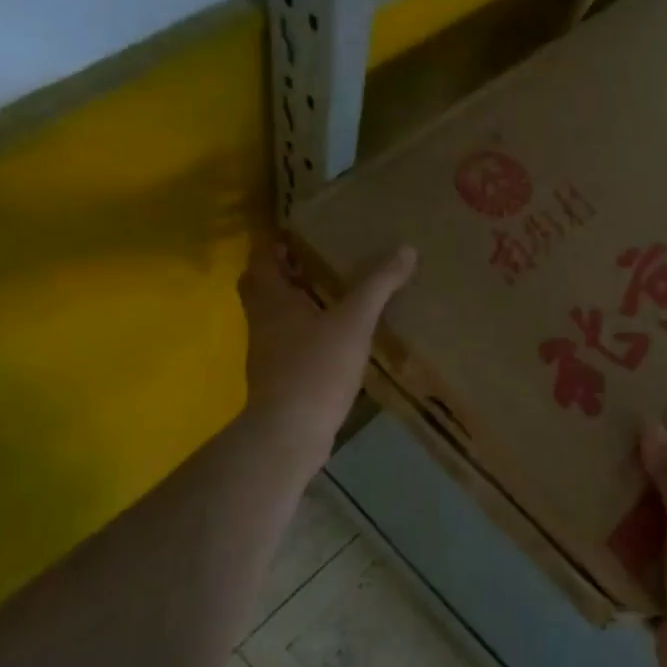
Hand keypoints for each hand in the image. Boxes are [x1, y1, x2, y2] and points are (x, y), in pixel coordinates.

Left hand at [239, 236, 415, 470]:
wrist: (290, 432)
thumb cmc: (316, 367)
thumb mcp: (354, 321)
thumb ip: (378, 285)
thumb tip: (406, 249)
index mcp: (271, 300)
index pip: (260, 259)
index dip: (275, 244)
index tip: (299, 234)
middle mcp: (262, 322)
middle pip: (261, 287)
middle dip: (282, 273)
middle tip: (314, 263)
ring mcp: (267, 353)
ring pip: (274, 317)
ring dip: (294, 303)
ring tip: (331, 296)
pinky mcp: (278, 379)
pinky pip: (288, 344)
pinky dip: (305, 334)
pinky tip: (335, 339)